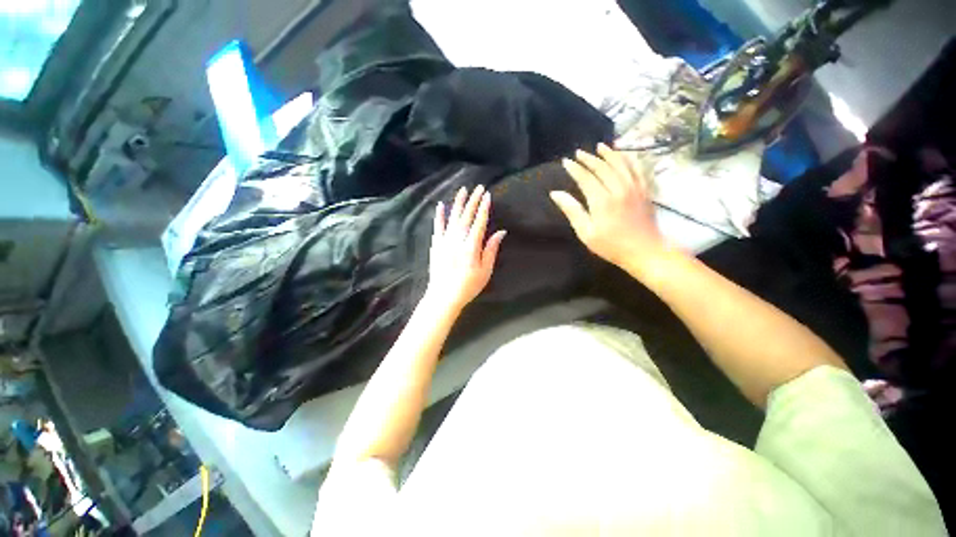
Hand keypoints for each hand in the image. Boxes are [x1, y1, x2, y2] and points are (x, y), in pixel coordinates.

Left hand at [426, 185, 506, 313]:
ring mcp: (445, 241)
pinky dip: (439, 215)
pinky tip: (441, 205)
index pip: (479, 222)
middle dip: (473, 201)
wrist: (444, 296)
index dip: (484, 208)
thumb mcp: (485, 271)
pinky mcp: (436, 245)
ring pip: (452, 218)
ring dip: (458, 203)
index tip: (487, 195)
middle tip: (478, 187)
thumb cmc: (468, 286)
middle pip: (466, 216)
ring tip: (463, 190)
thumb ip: (491, 249)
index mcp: (471, 246)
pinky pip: (438, 227)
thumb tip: (501, 232)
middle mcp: (457, 240)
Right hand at [550, 144, 667, 271]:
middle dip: (589, 158)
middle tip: (578, 153)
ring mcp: (634, 187)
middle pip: (602, 167)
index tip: (566, 162)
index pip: (585, 178)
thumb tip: (555, 193)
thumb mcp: (586, 232)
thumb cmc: (611, 245)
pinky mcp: (645, 190)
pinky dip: (629, 158)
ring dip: (609, 153)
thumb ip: (572, 210)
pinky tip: (624, 154)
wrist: (645, 251)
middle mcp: (618, 189)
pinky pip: (637, 168)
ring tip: (600, 146)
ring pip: (620, 163)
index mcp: (602, 200)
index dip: (575, 169)